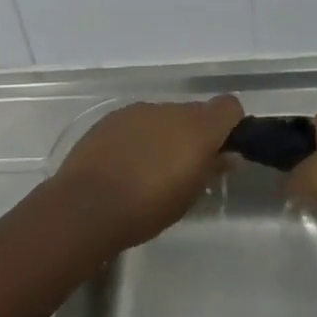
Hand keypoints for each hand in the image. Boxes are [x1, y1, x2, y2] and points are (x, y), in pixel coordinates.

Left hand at [54, 95, 243, 249]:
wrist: (86, 205)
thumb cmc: (147, 209)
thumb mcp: (188, 196)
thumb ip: (211, 169)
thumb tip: (227, 155)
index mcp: (197, 128)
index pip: (228, 107)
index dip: (229, 125)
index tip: (222, 150)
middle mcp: (170, 110)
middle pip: (194, 112)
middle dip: (194, 134)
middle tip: (184, 168)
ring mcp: (138, 110)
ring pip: (164, 116)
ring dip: (164, 134)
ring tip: (149, 169)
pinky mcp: (112, 117)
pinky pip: (137, 121)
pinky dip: (139, 136)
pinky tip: (125, 163)